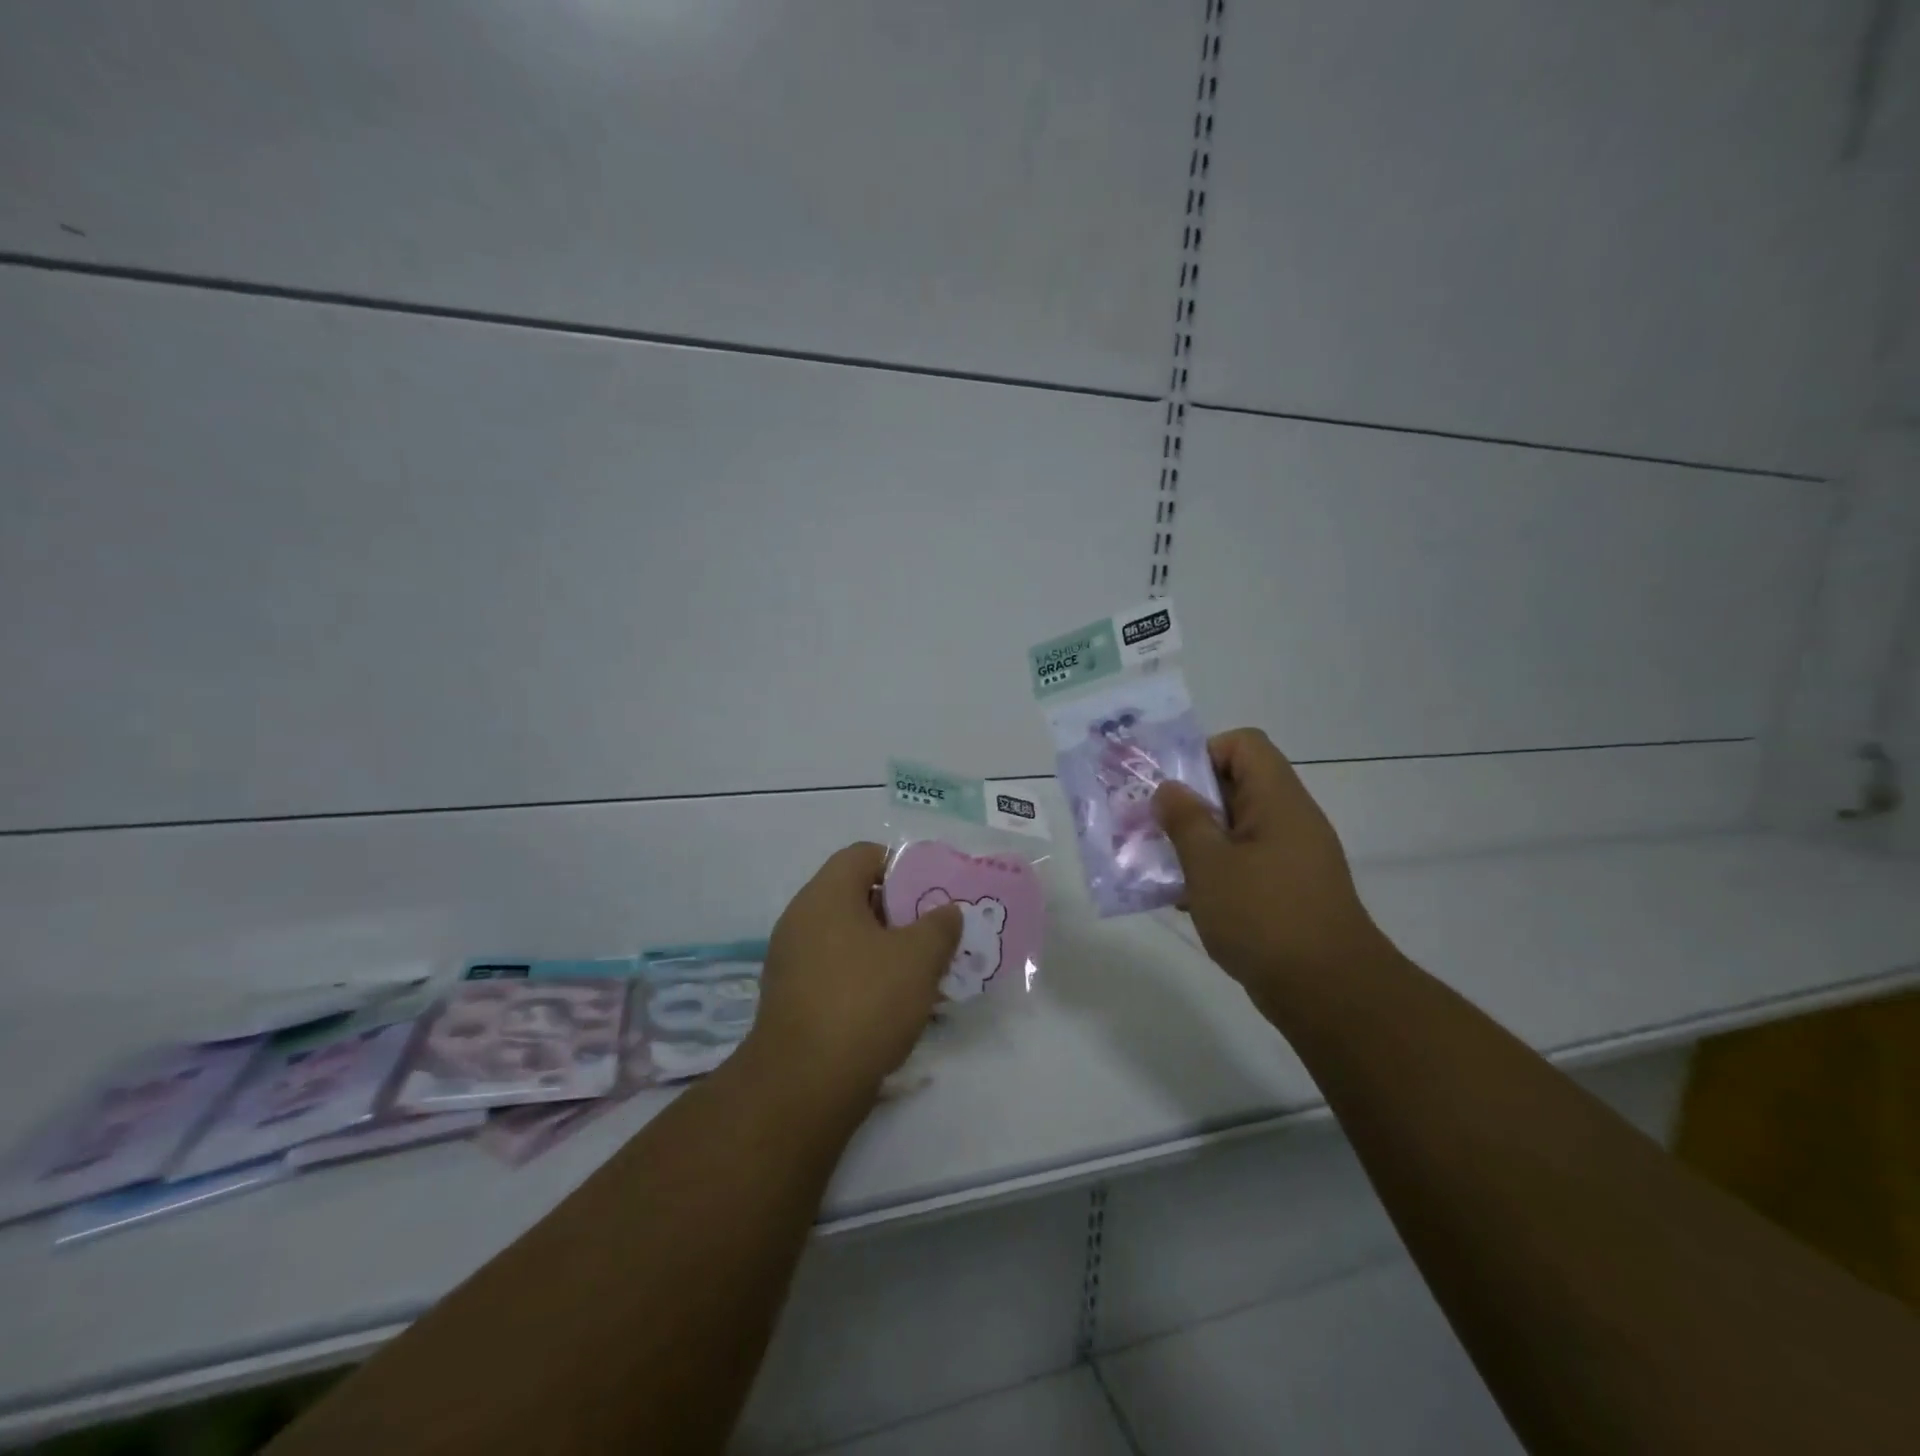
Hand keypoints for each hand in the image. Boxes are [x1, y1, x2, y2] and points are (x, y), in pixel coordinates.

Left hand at [746, 843, 961, 1102]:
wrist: (804, 1086)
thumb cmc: (865, 1002)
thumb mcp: (919, 958)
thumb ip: (940, 926)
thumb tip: (947, 912)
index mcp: (825, 896)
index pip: (863, 855)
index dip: (901, 865)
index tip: (931, 891)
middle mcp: (801, 920)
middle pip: (856, 897)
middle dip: (900, 912)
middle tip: (934, 933)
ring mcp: (791, 962)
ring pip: (848, 939)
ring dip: (886, 950)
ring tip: (922, 972)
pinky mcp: (792, 1000)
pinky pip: (836, 972)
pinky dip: (865, 978)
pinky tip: (895, 1006)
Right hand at [1153, 728, 1389, 992]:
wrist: (1329, 992)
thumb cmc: (1264, 916)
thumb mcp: (1210, 864)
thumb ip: (1184, 820)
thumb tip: (1168, 790)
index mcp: (1277, 800)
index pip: (1243, 744)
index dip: (1204, 753)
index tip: (1172, 789)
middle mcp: (1288, 820)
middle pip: (1235, 785)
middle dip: (1189, 801)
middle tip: (1152, 824)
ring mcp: (1290, 858)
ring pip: (1235, 829)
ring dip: (1197, 840)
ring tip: (1161, 863)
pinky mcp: (1286, 891)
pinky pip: (1244, 864)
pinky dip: (1214, 872)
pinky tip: (1186, 900)